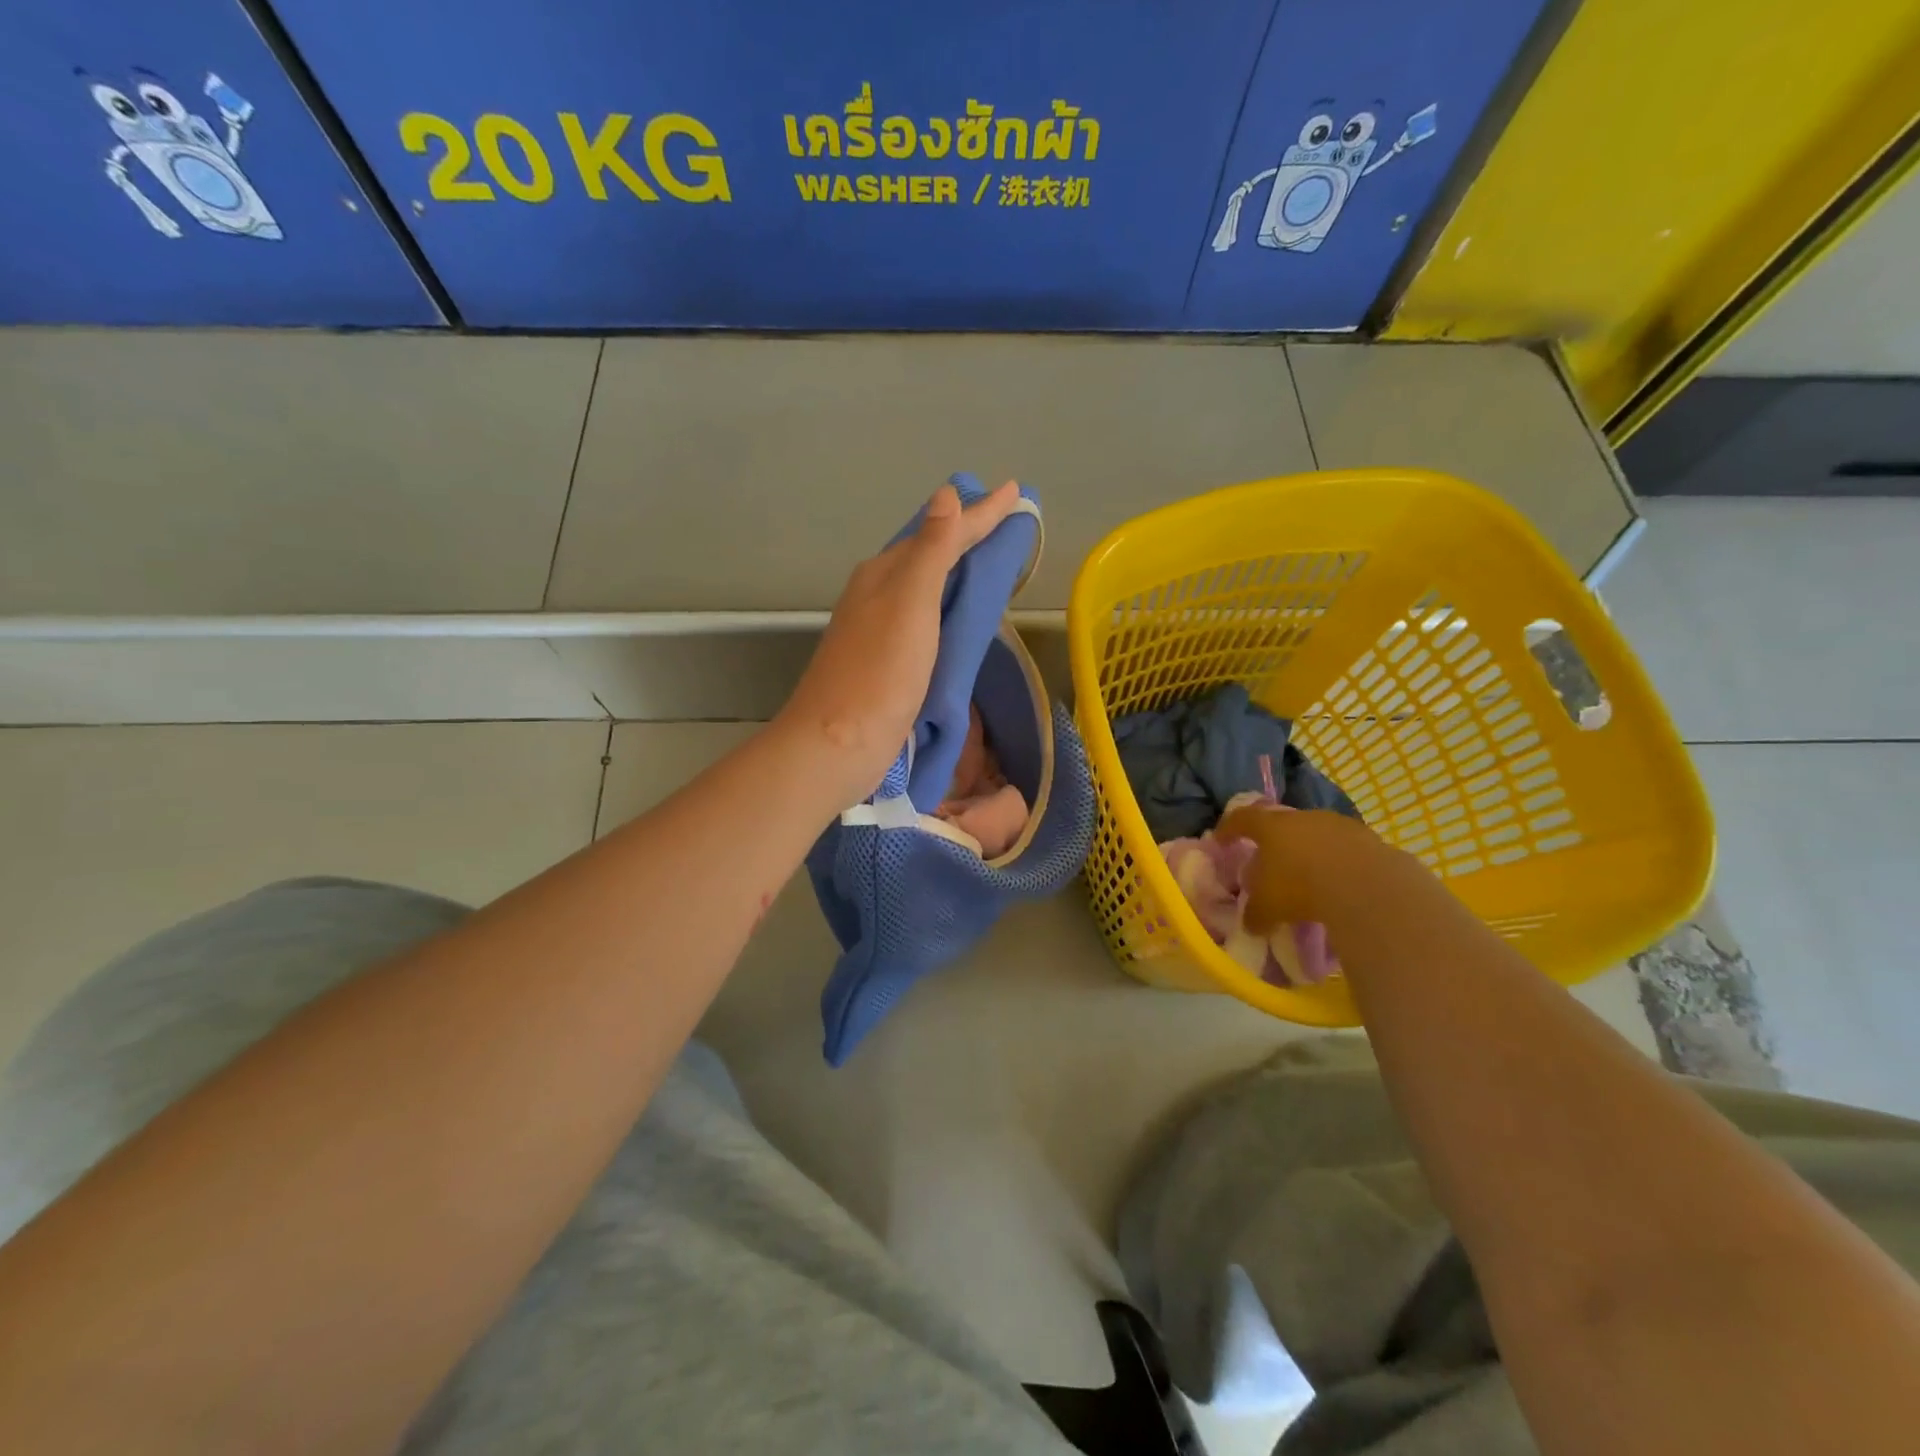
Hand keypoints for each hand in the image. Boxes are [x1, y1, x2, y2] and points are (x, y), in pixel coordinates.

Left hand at [776, 480, 1022, 809]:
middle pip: (929, 554)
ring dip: (956, 569)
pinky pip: (925, 620)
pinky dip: (947, 607)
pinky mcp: (887, 663)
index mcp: (884, 574)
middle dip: (966, 534)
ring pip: (925, 587)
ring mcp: (879, 630)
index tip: (1015, 492)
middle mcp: (878, 594)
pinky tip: (960, 616)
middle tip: (1005, 520)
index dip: (980, 513)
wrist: (837, 744)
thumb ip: (932, 550)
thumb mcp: (910, 603)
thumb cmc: (879, 672)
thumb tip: (946, 495)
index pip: (941, 531)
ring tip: (990, 560)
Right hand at [1215, 804, 1386, 932]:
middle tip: (1270, 866)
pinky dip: (1338, 864)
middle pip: (1282, 825)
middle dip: (1273, 844)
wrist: (1367, 886)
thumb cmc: (1300, 887)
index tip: (1221, 841)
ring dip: (1310, 853)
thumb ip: (1254, 913)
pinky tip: (1340, 886)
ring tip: (1309, 879)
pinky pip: (1345, 850)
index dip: (1229, 829)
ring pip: (1316, 836)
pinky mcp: (1369, 839)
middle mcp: (1303, 818)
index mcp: (1271, 826)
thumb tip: (1251, 924)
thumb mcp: (1267, 907)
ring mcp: (1339, 825)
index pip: (1242, 819)